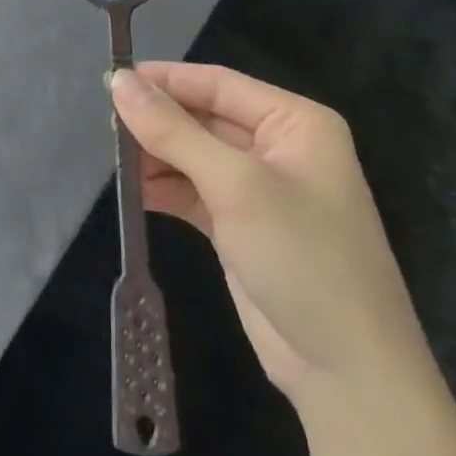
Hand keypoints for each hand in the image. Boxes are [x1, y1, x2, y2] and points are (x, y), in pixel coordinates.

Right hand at [110, 63, 427, 397]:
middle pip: (203, 117)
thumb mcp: (236, 186)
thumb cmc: (303, 258)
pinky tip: (134, 192)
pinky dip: (165, 188)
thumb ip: (174, 131)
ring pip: (194, 154)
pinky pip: (194, 191)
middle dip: (158, 122)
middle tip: (107, 125)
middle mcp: (279, 147)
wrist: (349, 376)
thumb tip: (119, 81)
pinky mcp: (241, 226)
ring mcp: (260, 189)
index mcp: (295, 122)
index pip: (218, 84)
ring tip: (116, 162)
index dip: (165, 80)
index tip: (112, 79)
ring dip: (157, 156)